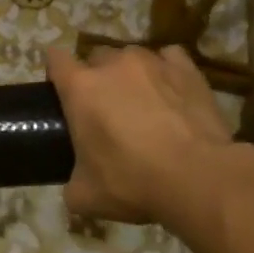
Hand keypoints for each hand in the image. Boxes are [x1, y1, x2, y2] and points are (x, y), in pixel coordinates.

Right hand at [46, 44, 242, 225]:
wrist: (199, 178)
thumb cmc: (133, 183)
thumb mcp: (85, 195)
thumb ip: (71, 181)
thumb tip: (76, 184)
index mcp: (80, 88)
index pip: (55, 59)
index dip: (54, 71)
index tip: (59, 90)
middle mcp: (113, 65)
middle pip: (95, 57)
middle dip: (95, 76)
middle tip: (104, 107)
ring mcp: (153, 62)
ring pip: (132, 57)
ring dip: (130, 74)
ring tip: (141, 100)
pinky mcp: (188, 69)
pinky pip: (169, 58)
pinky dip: (165, 71)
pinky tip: (170, 92)